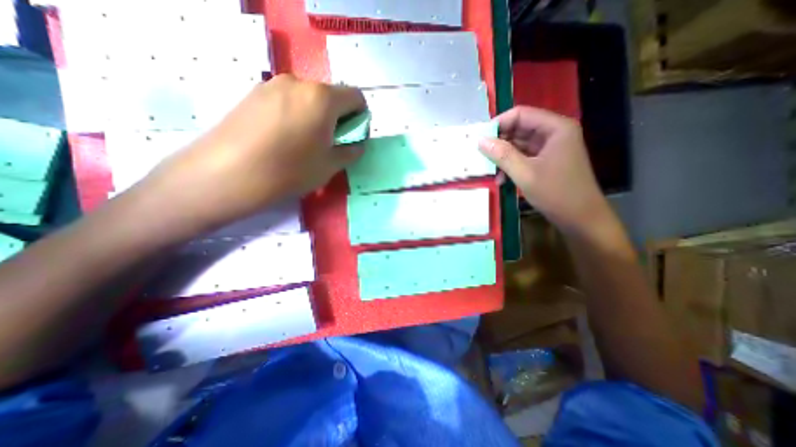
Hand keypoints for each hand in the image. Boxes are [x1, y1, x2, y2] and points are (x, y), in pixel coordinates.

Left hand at [139, 74, 365, 229]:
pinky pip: (288, 100)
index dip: (360, 117)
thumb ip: (350, 151)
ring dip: (317, 116)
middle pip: (332, 95)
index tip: (352, 136)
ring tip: (305, 142)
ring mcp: (272, 85)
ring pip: (309, 98)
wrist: (227, 174)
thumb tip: (356, 144)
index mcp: (323, 98)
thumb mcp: (330, 166)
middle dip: (338, 117)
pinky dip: (297, 114)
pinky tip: (284, 138)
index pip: (356, 97)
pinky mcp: (254, 93)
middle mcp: (299, 83)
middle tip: (330, 143)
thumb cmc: (289, 171)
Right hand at [478, 107, 610, 231]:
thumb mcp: (525, 174)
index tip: (480, 139)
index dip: (498, 124)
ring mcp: (550, 148)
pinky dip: (510, 165)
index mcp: (555, 128)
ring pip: (519, 144)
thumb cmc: (556, 193)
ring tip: (490, 171)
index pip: (521, 114)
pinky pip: (523, 156)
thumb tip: (480, 140)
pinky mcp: (546, 161)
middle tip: (480, 155)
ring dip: (503, 157)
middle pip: (519, 128)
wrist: (580, 218)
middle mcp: (554, 133)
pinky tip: (501, 179)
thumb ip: (502, 155)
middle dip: (499, 142)